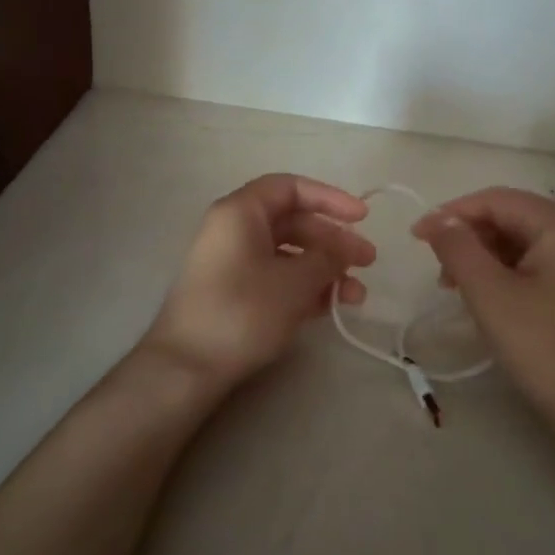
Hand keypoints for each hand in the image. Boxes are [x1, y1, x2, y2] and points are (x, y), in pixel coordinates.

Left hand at [143, 173, 375, 392]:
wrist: (186, 366)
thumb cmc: (242, 311)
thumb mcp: (294, 282)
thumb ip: (326, 259)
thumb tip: (343, 250)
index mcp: (241, 213)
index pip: (290, 188)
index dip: (330, 198)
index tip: (362, 218)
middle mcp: (234, 230)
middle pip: (293, 222)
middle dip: (333, 241)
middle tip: (368, 262)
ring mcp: (233, 263)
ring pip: (288, 254)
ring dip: (325, 270)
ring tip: (356, 296)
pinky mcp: (234, 293)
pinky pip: (277, 278)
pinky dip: (305, 287)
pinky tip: (331, 307)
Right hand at [413, 188, 554, 429]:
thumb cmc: (542, 346)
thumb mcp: (490, 294)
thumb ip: (459, 248)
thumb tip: (436, 219)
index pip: (498, 199)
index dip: (453, 212)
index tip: (416, 235)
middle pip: (509, 216)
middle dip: (467, 235)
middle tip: (435, 265)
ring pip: (517, 241)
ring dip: (480, 254)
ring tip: (451, 284)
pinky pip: (530, 263)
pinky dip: (499, 271)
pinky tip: (480, 294)